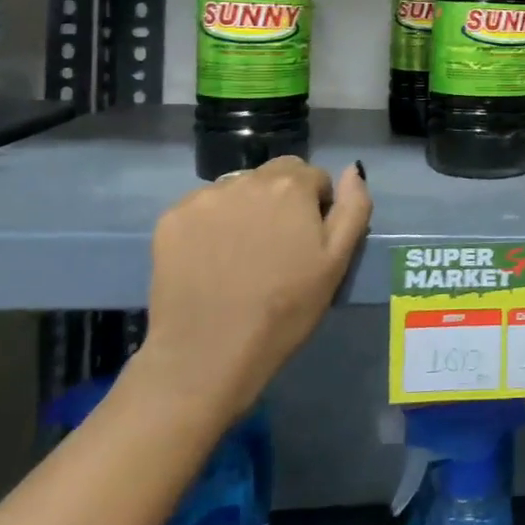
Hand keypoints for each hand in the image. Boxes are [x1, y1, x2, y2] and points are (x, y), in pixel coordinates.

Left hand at [138, 157, 372, 421]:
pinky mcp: (171, 219)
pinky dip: (212, 224)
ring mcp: (204, 197)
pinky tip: (212, 259)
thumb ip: (353, 208)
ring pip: (238, 189)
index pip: (314, 176)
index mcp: (291, 186)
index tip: (309, 242)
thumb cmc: (285, 310)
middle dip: (283, 200)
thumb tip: (353, 170)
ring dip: (247, 208)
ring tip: (242, 254)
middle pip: (275, 175)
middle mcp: (246, 179)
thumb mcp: (336, 262)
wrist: (208, 354)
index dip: (317, 206)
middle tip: (278, 247)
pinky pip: (203, 208)